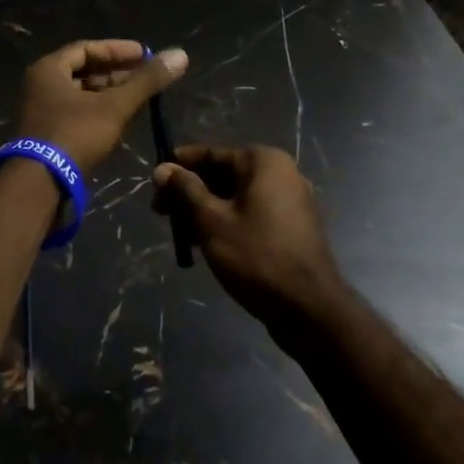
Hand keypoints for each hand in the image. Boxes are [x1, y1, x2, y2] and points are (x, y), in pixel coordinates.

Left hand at [13, 40, 188, 174]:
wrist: (39, 185)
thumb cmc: (75, 134)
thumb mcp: (115, 106)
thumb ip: (146, 81)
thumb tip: (180, 54)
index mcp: (49, 69)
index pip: (87, 48)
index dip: (118, 50)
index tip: (146, 55)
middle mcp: (40, 86)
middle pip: (84, 71)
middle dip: (116, 73)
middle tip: (146, 77)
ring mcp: (41, 112)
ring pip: (81, 95)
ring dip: (109, 94)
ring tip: (139, 98)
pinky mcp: (46, 135)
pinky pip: (76, 113)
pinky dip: (99, 112)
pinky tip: (121, 120)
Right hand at [153, 145, 346, 336]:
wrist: (310, 310)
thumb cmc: (257, 256)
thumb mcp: (211, 220)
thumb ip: (185, 190)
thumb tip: (162, 168)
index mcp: (263, 162)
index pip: (211, 153)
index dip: (179, 166)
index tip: (154, 183)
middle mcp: (280, 174)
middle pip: (223, 175)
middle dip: (190, 193)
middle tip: (160, 213)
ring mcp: (289, 202)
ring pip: (235, 198)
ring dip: (204, 211)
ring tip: (179, 235)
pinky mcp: (291, 228)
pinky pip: (250, 215)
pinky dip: (226, 224)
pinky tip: (203, 245)